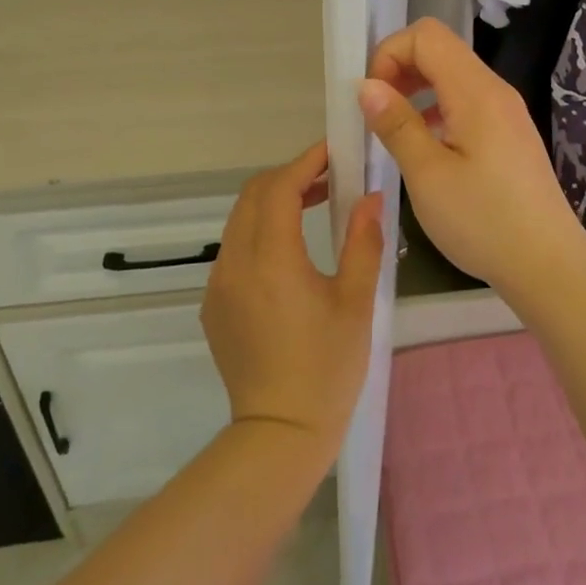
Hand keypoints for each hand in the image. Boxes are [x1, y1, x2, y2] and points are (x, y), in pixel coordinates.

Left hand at [200, 143, 383, 460]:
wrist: (279, 433)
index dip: (306, 162)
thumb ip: (363, 242)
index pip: (280, 188)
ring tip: (314, 205)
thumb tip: (371, 198)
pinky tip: (289, 252)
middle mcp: (236, 262)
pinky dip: (259, 231)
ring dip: (273, 202)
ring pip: (240, 219)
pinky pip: (234, 248)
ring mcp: (219, 283)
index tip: (333, 151)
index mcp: (272, 260)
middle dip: (289, 176)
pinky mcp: (213, 303)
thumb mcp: (356, 303)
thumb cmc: (327, 369)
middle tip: (329, 177)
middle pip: (254, 195)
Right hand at [359, 18, 585, 293]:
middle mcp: (495, 90)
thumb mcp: (427, 175)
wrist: (548, 265)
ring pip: (453, 75)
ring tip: (396, 130)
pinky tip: (427, 147)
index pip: (426, 36)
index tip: (373, 98)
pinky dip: (438, 109)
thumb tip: (367, 85)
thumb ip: (396, 124)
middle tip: (378, 113)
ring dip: (418, 89)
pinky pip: (467, 101)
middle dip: (400, 68)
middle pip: (441, 49)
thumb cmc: (483, 221)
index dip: (390, 54)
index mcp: (476, 92)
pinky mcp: (510, 134)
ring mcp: (507, 112)